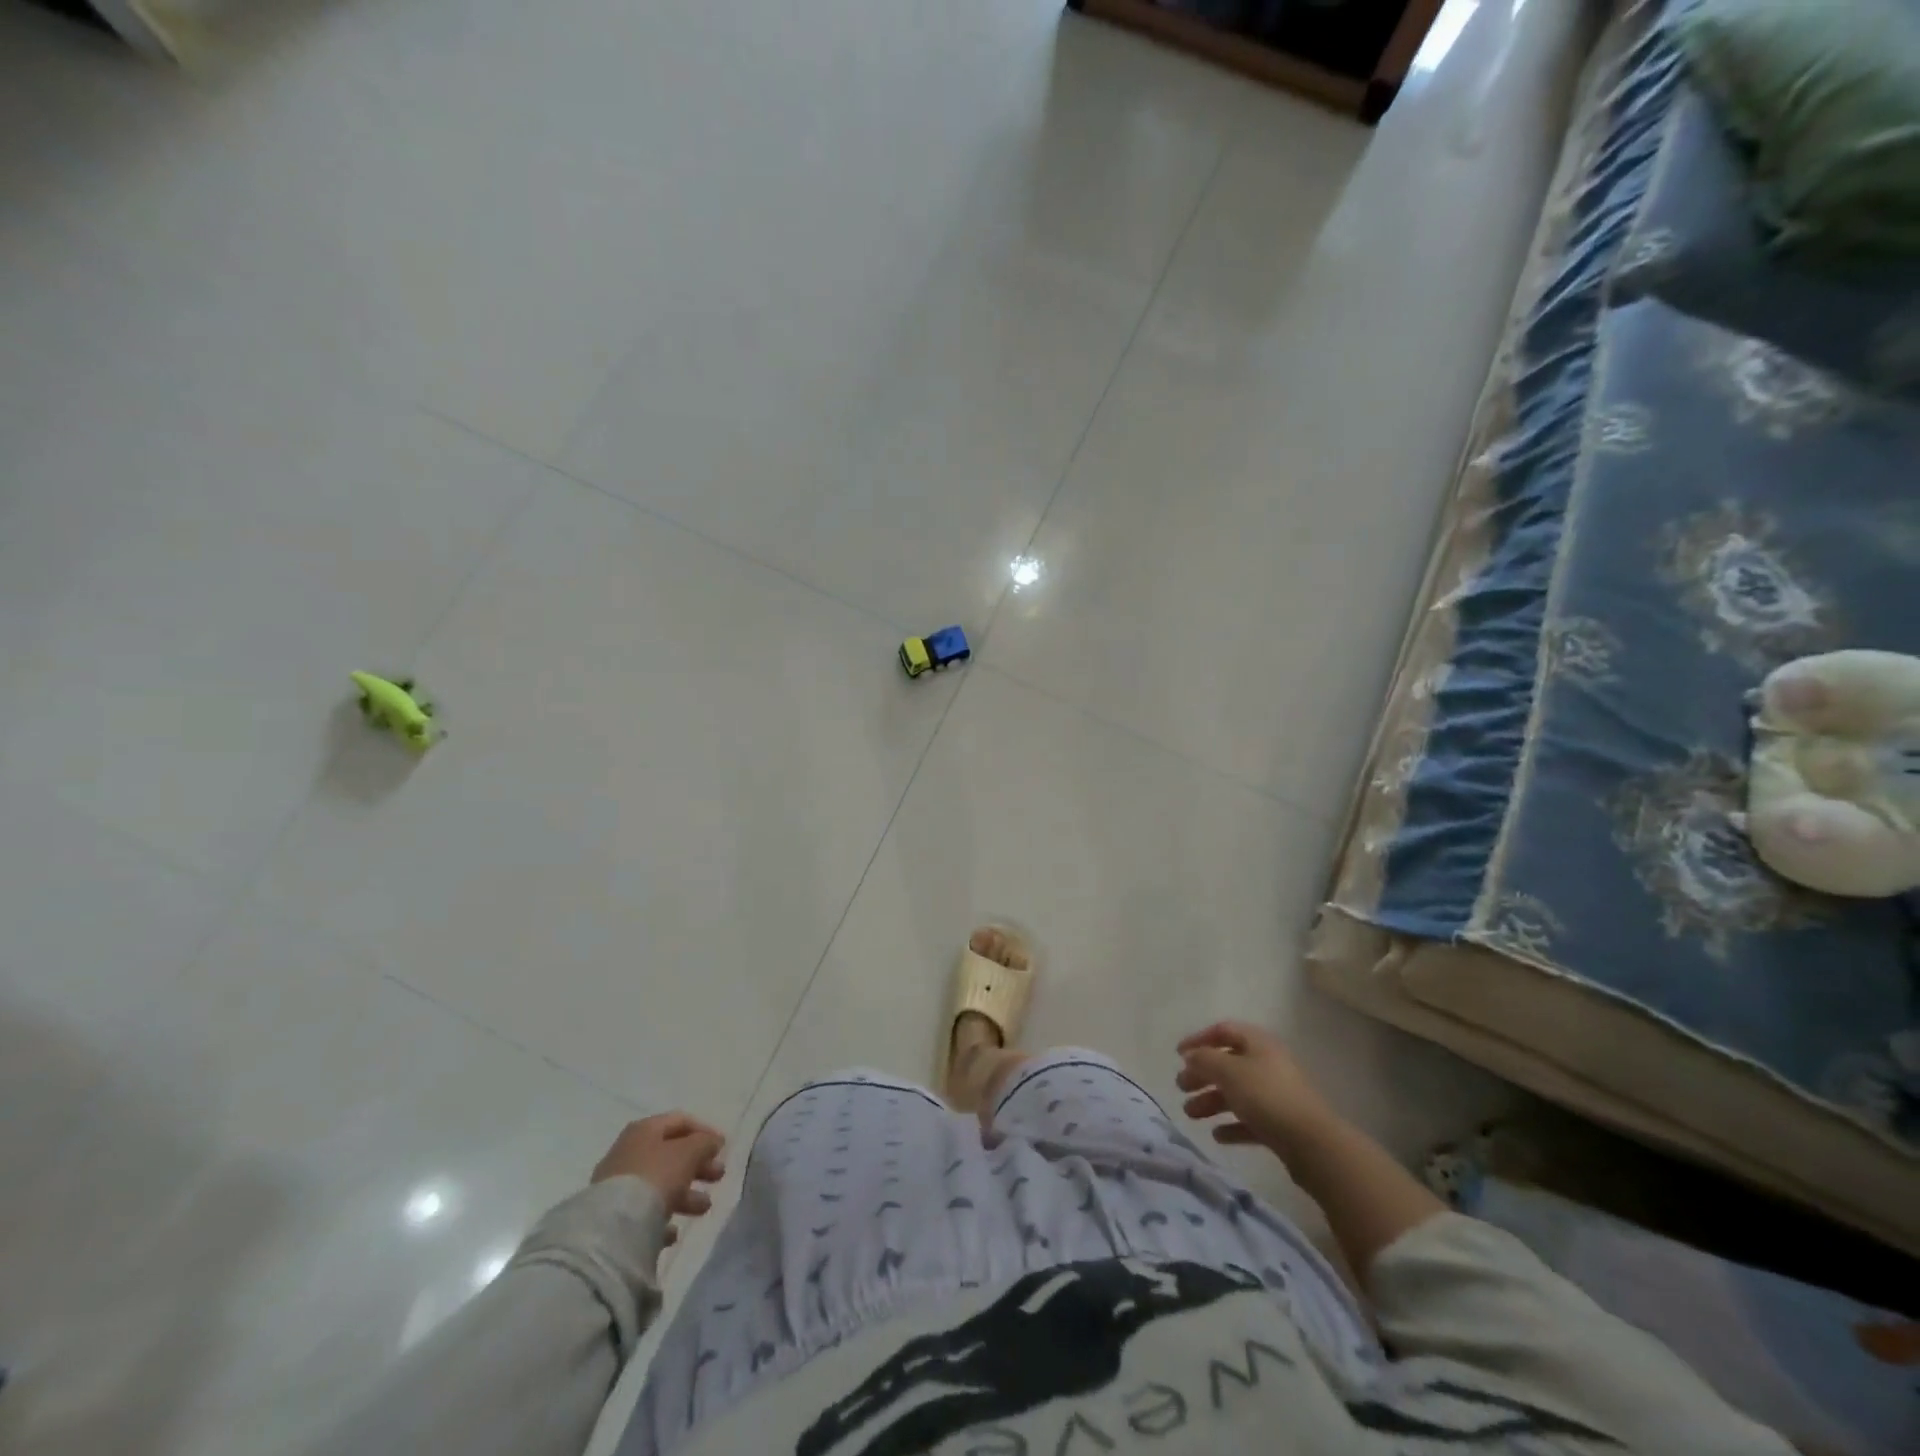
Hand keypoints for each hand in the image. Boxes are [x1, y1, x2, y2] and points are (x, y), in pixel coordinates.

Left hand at [592, 1113, 725, 1242]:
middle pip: (670, 1154)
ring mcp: (617, 1186)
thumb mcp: (689, 1153)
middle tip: (719, 1176)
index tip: (723, 1148)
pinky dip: (662, 1218)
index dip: (704, 1131)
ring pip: (659, 1184)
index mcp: (644, 1130)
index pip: (680, 1121)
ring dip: (686, 1194)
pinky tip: (673, 1233)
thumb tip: (713, 1141)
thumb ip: (705, 1143)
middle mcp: (628, 1153)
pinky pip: (644, 1213)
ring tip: (704, 1208)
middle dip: (698, 1165)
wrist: (613, 1228)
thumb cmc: (656, 1176)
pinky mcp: (613, 1218)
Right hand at [1176, 1021, 1335, 1153]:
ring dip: (1212, 1101)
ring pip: (1237, 1093)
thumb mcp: (1229, 1071)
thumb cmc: (1266, 1096)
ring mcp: (1276, 1096)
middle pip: (1228, 1063)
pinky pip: (1250, 1120)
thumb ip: (1205, 1059)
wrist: (1313, 1144)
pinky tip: (1218, 1135)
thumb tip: (1191, 1056)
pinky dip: (1232, 1125)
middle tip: (1181, 1087)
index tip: (1178, 1055)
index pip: (1224, 1030)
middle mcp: (1268, 1064)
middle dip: (1202, 1074)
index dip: (1199, 1039)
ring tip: (1191, 1114)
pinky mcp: (1281, 1125)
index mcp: (1259, 1044)